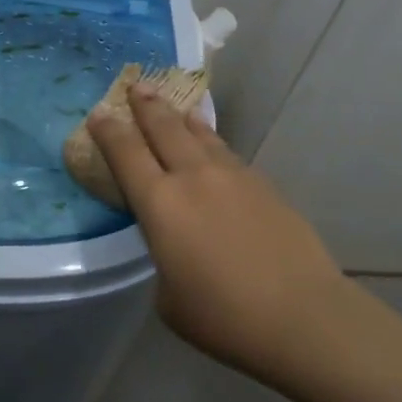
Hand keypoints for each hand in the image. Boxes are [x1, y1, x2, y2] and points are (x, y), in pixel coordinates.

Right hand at [86, 84, 352, 369]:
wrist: (303, 316)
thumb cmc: (223, 316)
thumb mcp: (168, 295)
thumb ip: (163, 257)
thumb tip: (176, 245)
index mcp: (160, 203)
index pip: (125, 152)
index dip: (108, 130)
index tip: (98, 113)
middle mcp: (193, 177)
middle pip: (163, 128)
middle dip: (146, 104)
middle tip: (136, 86)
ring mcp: (233, 177)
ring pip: (201, 134)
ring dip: (182, 117)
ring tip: (176, 105)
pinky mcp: (265, 186)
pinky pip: (228, 154)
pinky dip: (213, 142)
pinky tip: (213, 147)